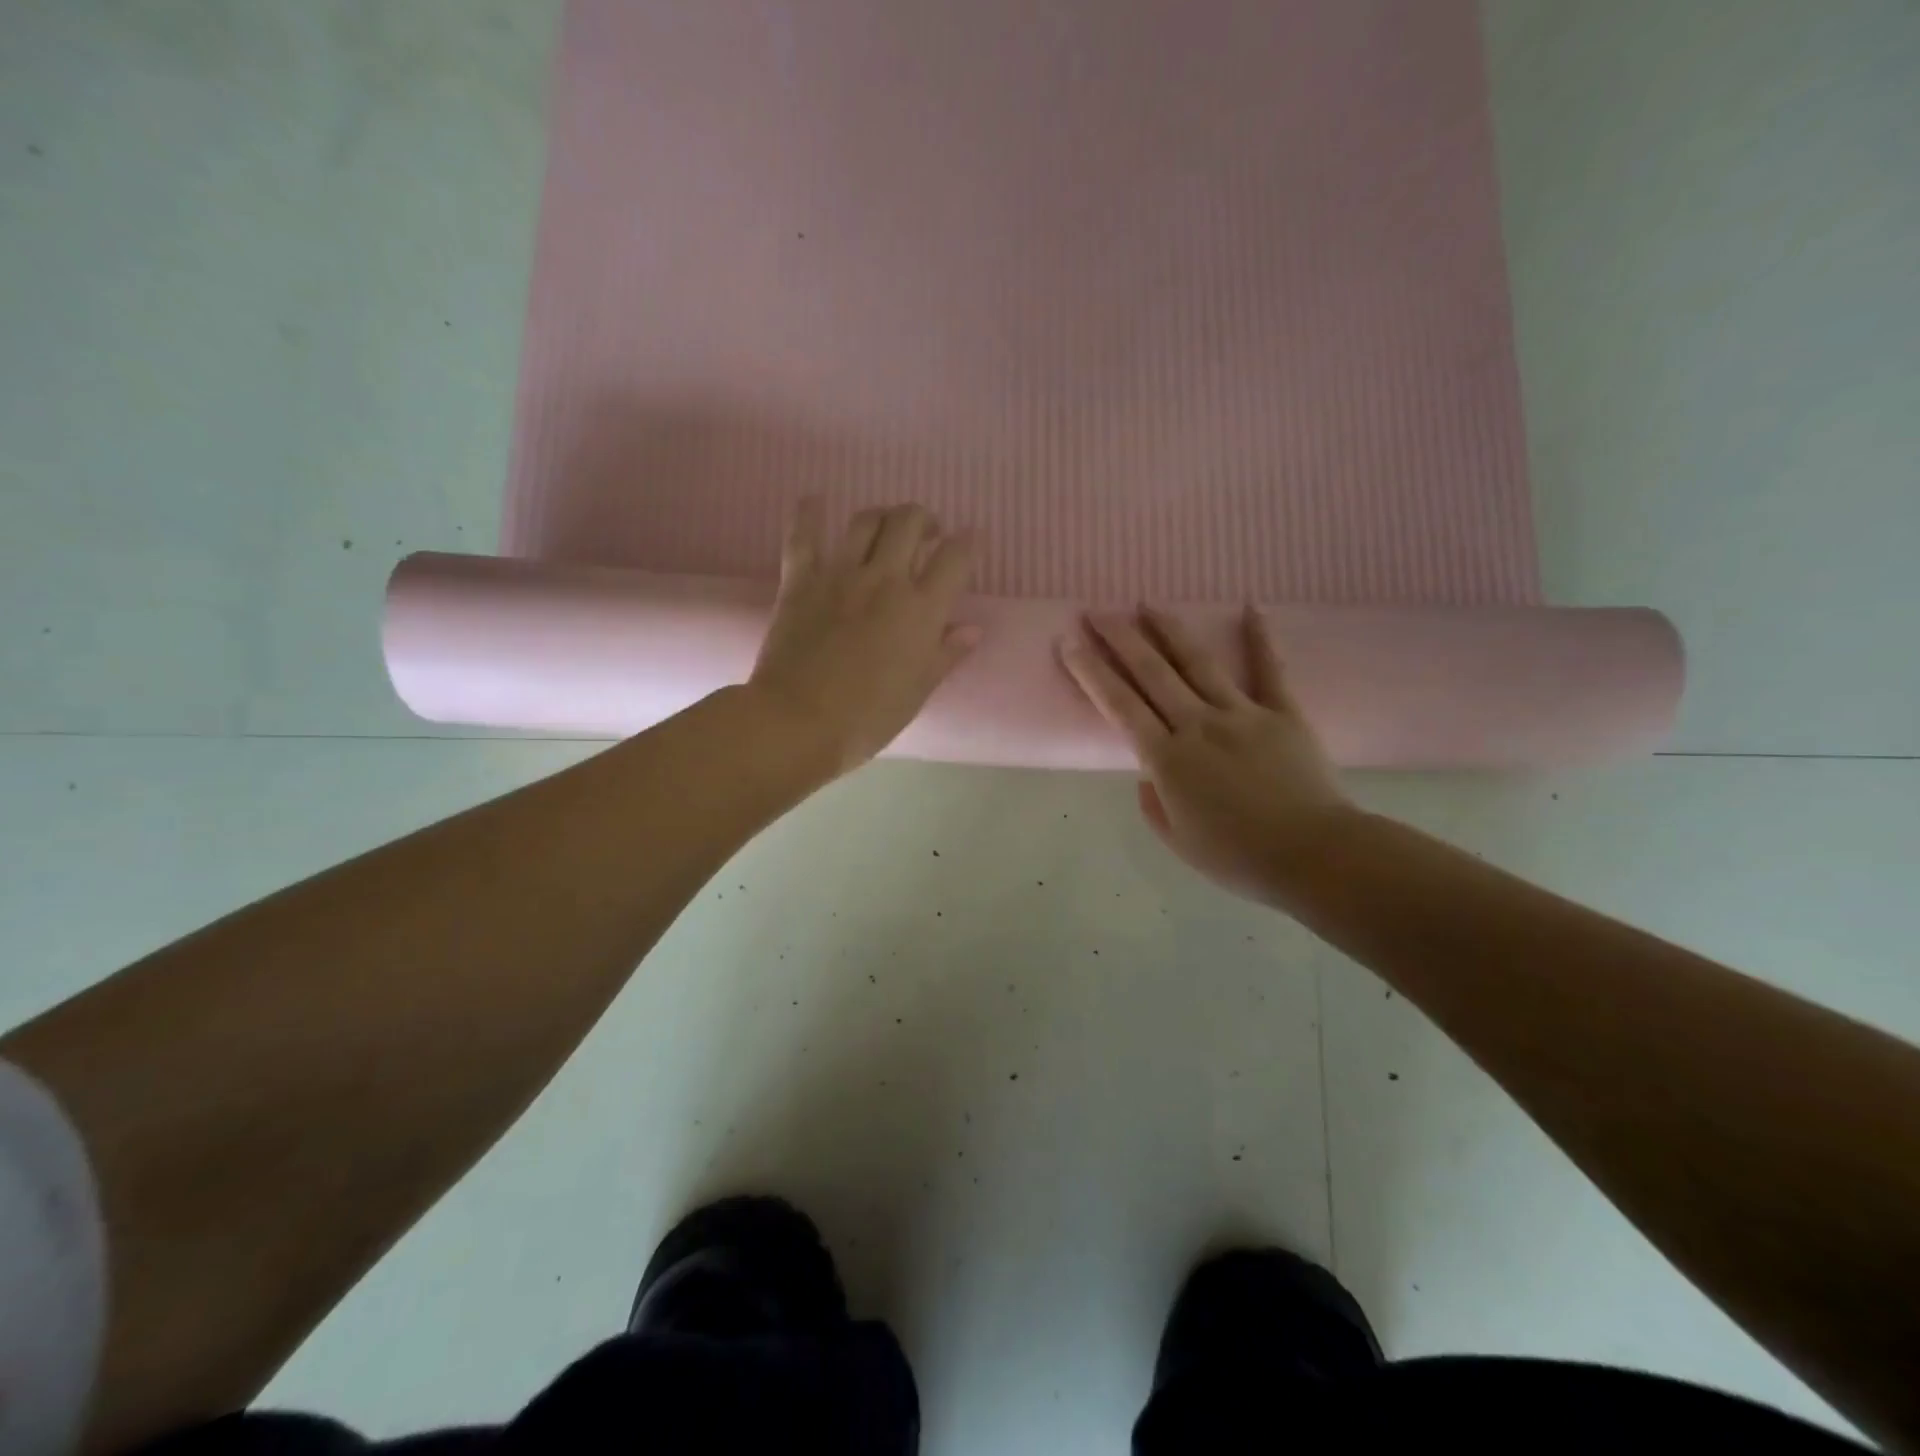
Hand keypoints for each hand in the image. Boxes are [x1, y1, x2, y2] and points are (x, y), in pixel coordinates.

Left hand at [749, 500, 980, 774]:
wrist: (799, 722)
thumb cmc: (867, 718)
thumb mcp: (917, 692)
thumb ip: (946, 655)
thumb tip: (972, 629)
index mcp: (921, 610)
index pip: (955, 558)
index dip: (968, 543)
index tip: (971, 540)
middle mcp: (884, 580)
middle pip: (909, 522)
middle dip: (923, 520)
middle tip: (926, 535)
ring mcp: (839, 575)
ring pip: (866, 521)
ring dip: (882, 517)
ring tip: (886, 528)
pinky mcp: (800, 581)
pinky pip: (803, 537)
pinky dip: (809, 514)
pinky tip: (815, 501)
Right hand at [1059, 607, 1357, 904]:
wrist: (1315, 856)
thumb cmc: (1239, 858)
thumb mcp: (1179, 842)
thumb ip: (1155, 803)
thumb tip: (1150, 775)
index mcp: (1168, 759)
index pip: (1119, 705)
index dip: (1091, 671)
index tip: (1069, 643)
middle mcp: (1198, 725)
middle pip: (1151, 673)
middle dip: (1119, 638)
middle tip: (1096, 611)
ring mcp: (1242, 713)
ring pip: (1197, 662)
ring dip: (1168, 630)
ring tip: (1146, 604)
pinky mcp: (1283, 712)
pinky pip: (1269, 669)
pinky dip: (1260, 637)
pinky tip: (1251, 607)